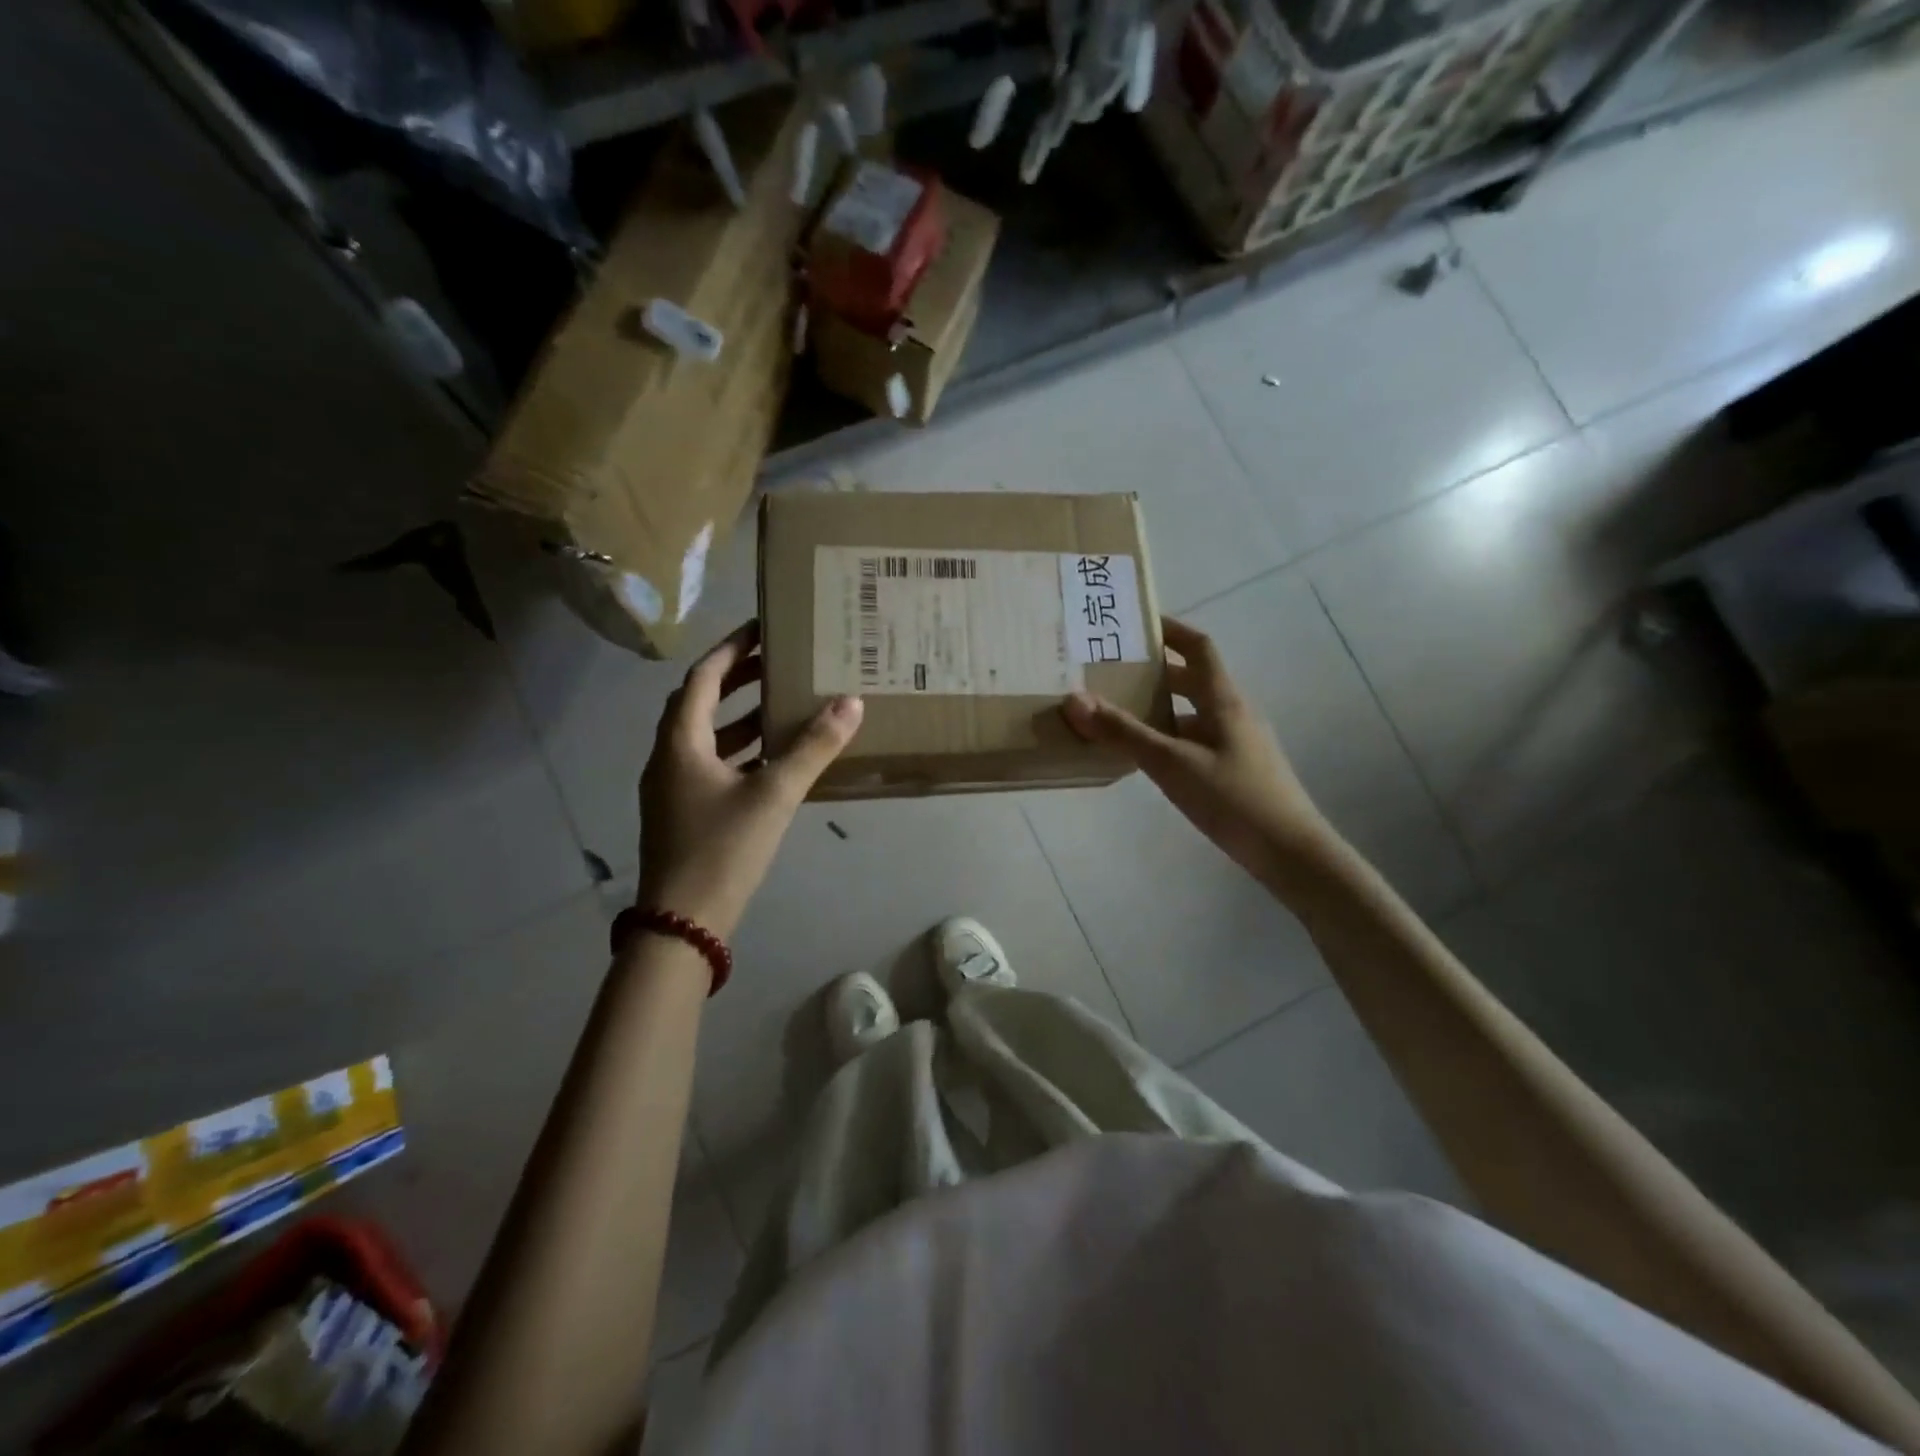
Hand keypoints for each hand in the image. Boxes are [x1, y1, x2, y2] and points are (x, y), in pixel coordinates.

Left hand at [637, 621, 862, 939]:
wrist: (681, 925)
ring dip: (741, 718)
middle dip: (738, 680)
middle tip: (778, 664)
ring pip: (706, 737)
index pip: (703, 678)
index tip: (761, 629)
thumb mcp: (774, 794)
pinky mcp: (682, 814)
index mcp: (680, 742)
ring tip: (783, 706)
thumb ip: (813, 748)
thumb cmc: (722, 849)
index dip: (731, 649)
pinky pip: (711, 765)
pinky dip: (740, 752)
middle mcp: (668, 758)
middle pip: (700, 703)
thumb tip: (851, 703)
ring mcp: (671, 788)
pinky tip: (773, 761)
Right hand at [1062, 617, 1335, 888]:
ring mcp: (1237, 743)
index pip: (1198, 647)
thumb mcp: (1171, 763)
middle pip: (1192, 679)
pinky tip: (1144, 757)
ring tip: (1117, 712)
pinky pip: (1194, 740)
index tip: (1136, 623)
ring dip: (1158, 707)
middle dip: (1154, 671)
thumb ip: (1123, 732)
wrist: (1289, 852)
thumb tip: (1074, 699)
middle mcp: (1232, 713)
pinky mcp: (1234, 769)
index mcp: (1223, 700)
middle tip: (1112, 671)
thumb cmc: (1233, 798)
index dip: (1170, 629)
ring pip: (1191, 712)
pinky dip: (1167, 737)